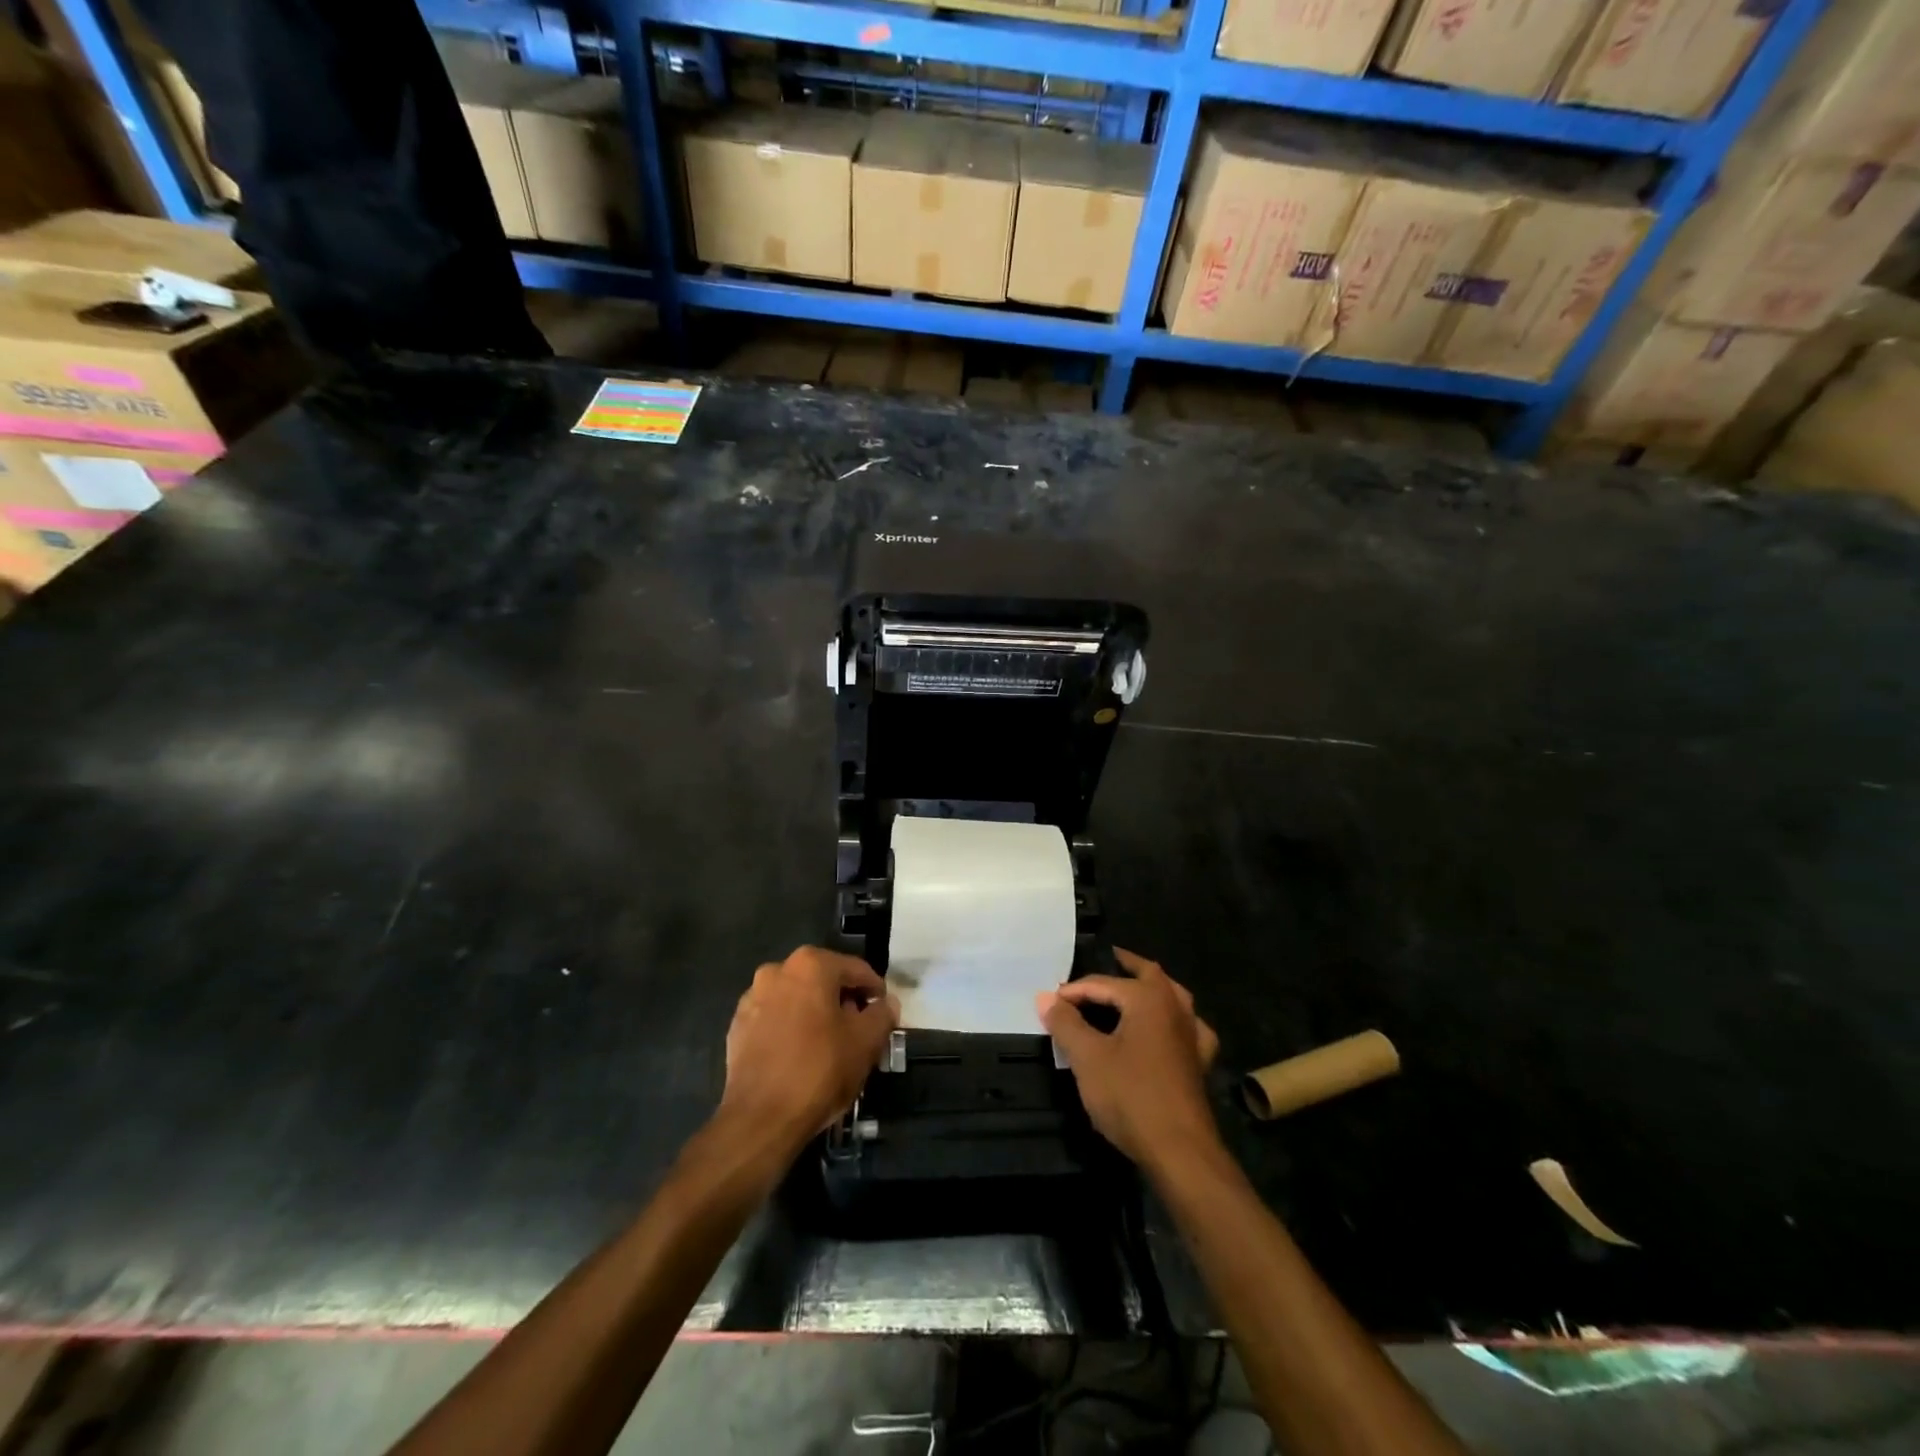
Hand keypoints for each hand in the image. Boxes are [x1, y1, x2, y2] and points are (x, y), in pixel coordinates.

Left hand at [720, 946, 897, 1152]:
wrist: (760, 1118)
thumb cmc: (820, 1070)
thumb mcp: (866, 1042)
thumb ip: (882, 1014)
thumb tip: (886, 1004)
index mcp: (811, 965)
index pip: (856, 970)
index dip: (875, 991)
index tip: (884, 1012)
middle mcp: (777, 971)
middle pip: (823, 980)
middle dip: (844, 1001)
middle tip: (860, 1029)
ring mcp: (752, 998)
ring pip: (797, 998)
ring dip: (816, 1013)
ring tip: (830, 1044)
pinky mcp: (737, 1026)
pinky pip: (775, 1019)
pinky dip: (790, 1028)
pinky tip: (801, 1054)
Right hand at [1038, 948, 1220, 1172]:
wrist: (1180, 1150)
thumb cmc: (1130, 1096)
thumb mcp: (1087, 1058)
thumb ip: (1065, 1023)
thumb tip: (1044, 996)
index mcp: (1148, 998)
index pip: (1103, 984)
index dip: (1073, 991)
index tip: (1050, 1002)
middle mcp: (1175, 1007)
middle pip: (1149, 975)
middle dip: (1126, 966)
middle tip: (1107, 959)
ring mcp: (1192, 1035)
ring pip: (1174, 997)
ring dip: (1152, 989)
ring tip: (1133, 988)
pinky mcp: (1199, 1063)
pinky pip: (1188, 1028)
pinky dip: (1175, 1021)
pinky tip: (1168, 1030)